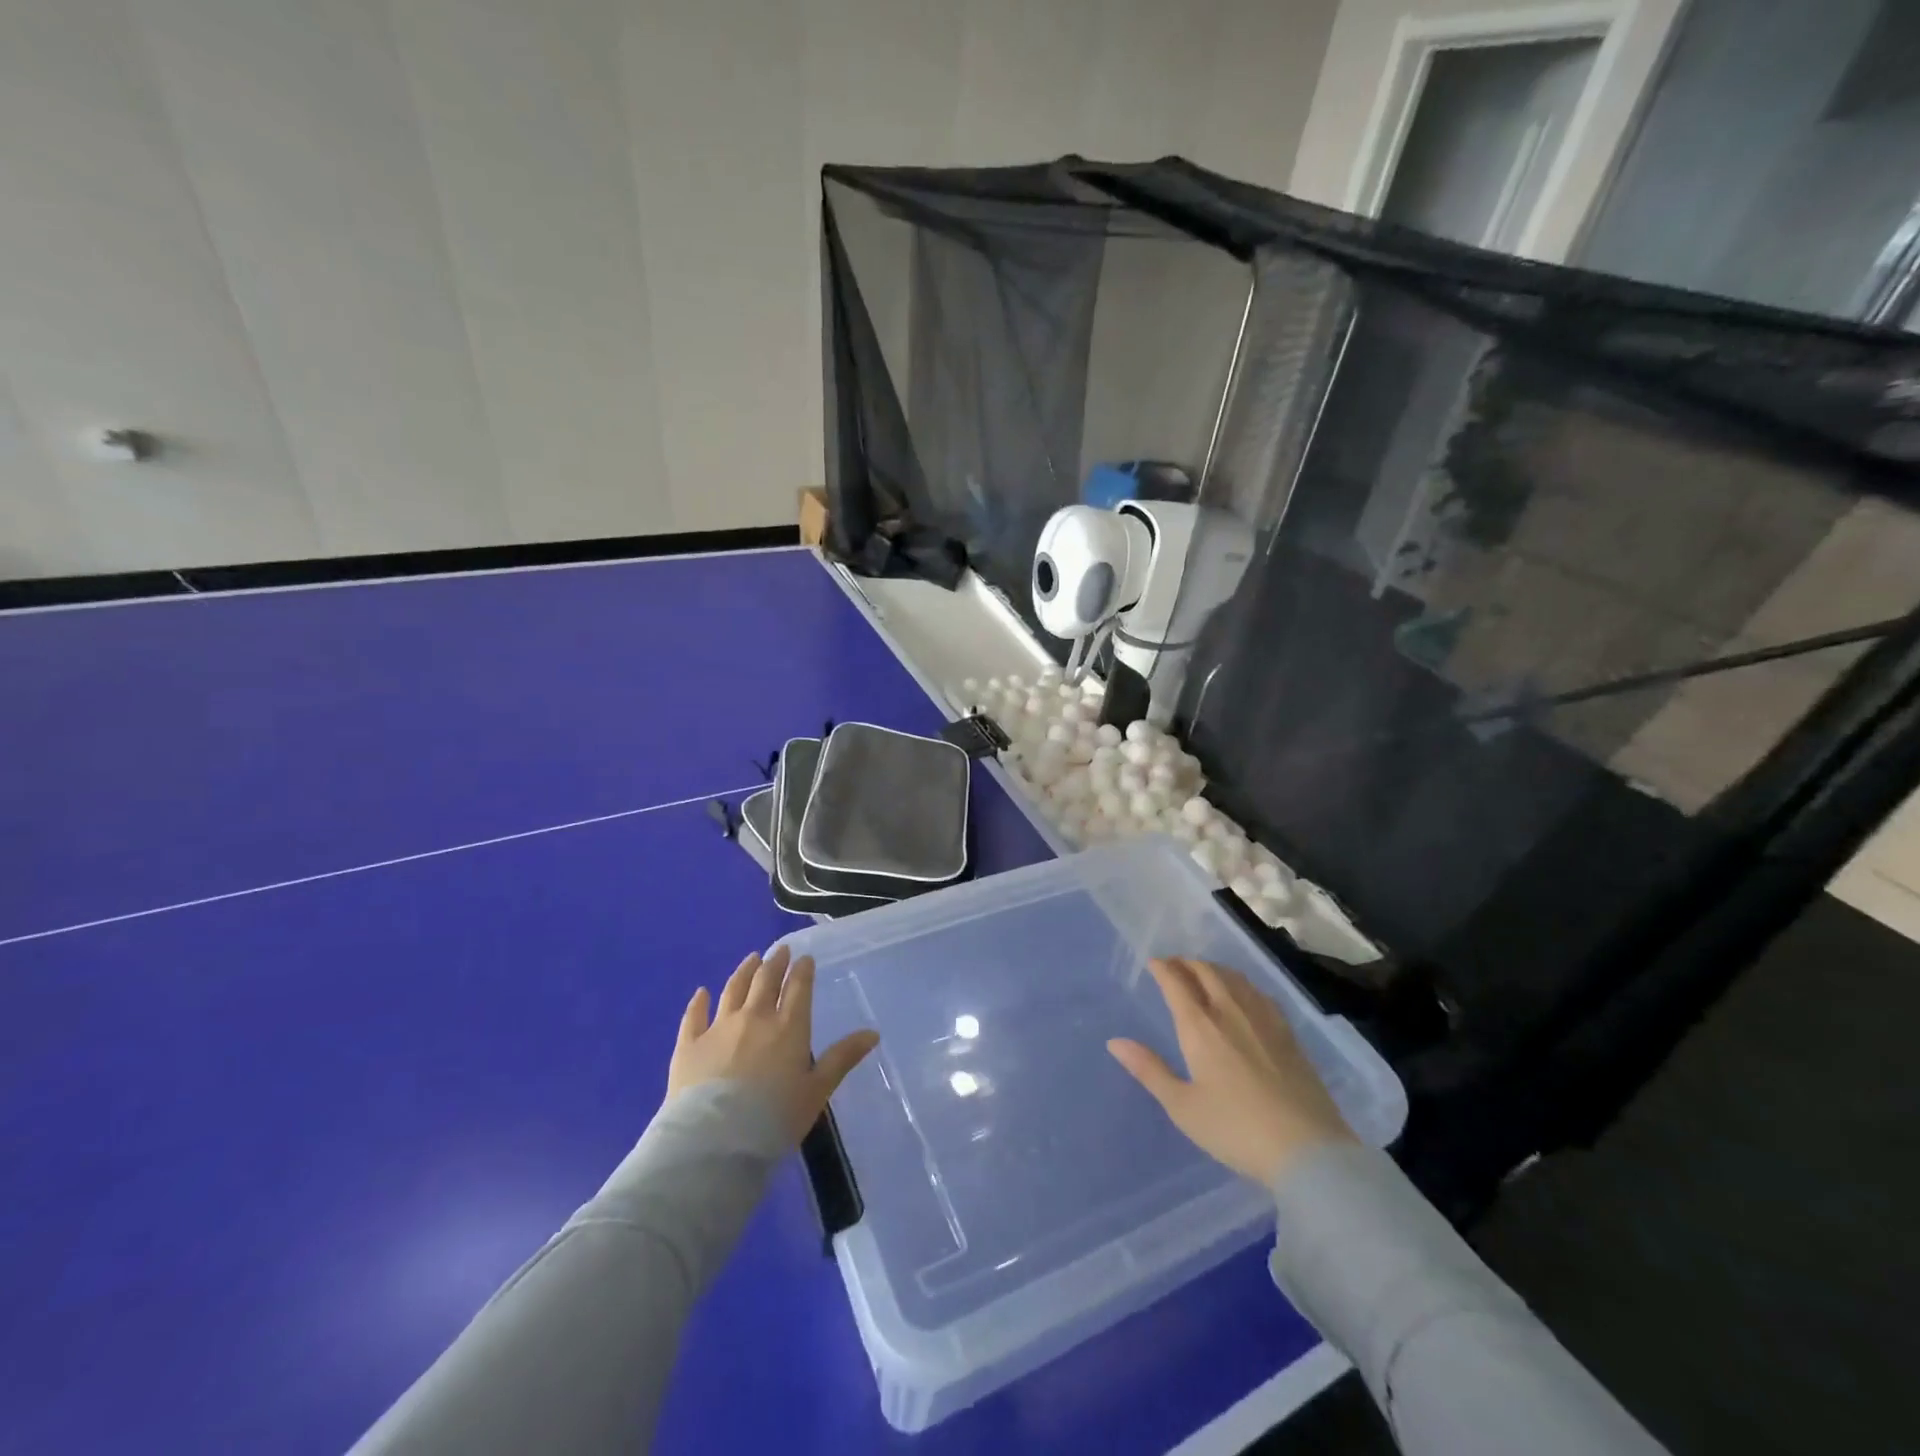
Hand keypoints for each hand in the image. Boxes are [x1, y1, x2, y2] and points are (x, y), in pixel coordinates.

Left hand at [667, 945, 879, 1143]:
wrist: (715, 1142)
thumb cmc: (774, 1118)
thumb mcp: (817, 1090)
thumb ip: (842, 1058)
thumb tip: (873, 1032)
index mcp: (788, 1026)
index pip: (798, 988)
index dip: (802, 970)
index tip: (805, 958)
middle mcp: (754, 1017)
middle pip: (765, 980)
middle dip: (775, 962)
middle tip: (780, 950)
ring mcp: (719, 1028)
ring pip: (733, 989)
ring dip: (744, 971)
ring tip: (751, 959)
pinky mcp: (689, 1044)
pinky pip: (694, 1015)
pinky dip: (699, 1002)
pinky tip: (701, 992)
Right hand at [1108, 957, 1356, 1185]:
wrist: (1307, 1150)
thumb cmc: (1235, 1129)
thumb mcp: (1183, 1106)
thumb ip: (1149, 1070)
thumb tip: (1115, 1042)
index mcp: (1200, 1026)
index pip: (1177, 982)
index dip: (1162, 968)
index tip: (1153, 963)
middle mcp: (1230, 1011)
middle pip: (1207, 972)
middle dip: (1187, 963)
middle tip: (1175, 965)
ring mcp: (1264, 1020)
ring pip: (1235, 978)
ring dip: (1214, 969)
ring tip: (1205, 974)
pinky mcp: (1288, 1034)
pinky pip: (1259, 993)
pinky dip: (1242, 984)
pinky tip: (1244, 996)